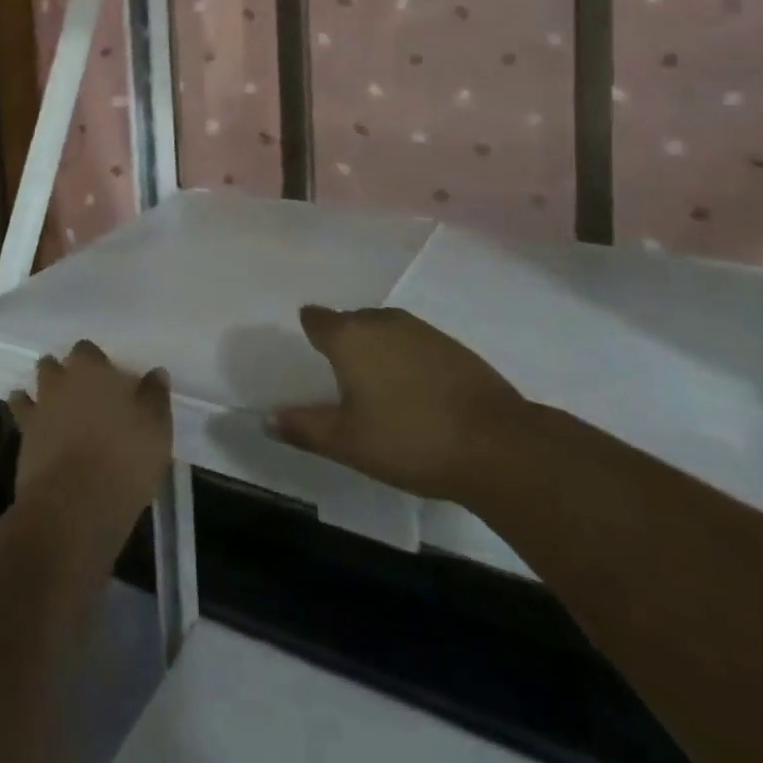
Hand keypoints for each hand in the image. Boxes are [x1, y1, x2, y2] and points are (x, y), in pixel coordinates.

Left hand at [9, 341, 172, 526]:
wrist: (74, 505)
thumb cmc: (124, 457)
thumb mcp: (156, 426)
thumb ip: (155, 395)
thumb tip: (156, 373)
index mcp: (91, 369)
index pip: (86, 349)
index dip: (94, 360)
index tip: (106, 374)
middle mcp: (60, 382)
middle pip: (53, 366)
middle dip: (61, 373)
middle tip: (78, 389)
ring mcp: (38, 412)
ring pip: (32, 391)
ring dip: (40, 394)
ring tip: (52, 405)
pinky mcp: (23, 443)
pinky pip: (21, 421)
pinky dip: (27, 421)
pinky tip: (36, 430)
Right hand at [269, 306, 530, 501]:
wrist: (496, 444)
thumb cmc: (408, 440)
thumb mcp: (347, 442)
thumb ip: (303, 427)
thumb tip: (266, 417)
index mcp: (349, 336)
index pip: (316, 318)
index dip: (310, 332)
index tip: (310, 356)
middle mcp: (381, 320)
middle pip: (351, 322)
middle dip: (344, 343)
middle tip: (342, 381)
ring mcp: (420, 329)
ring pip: (384, 330)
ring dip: (377, 351)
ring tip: (378, 389)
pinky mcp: (451, 345)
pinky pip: (413, 343)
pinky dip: (406, 360)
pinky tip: (415, 393)